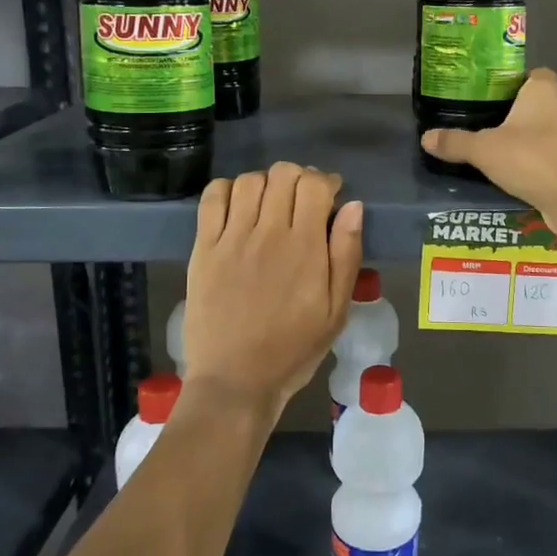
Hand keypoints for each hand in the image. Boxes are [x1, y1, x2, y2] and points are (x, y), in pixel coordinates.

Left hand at [180, 163, 363, 425]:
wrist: (235, 381)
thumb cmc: (293, 349)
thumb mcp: (336, 310)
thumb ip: (346, 254)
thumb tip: (353, 207)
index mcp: (304, 247)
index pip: (313, 184)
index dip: (325, 181)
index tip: (329, 196)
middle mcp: (268, 233)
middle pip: (283, 174)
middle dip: (299, 177)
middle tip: (302, 200)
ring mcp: (231, 239)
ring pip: (249, 180)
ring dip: (266, 182)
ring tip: (271, 203)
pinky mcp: (204, 248)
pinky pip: (212, 198)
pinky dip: (228, 189)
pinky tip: (238, 206)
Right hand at [419, 69, 556, 221]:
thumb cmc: (531, 159)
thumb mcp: (484, 151)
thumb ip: (455, 143)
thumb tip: (425, 138)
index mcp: (543, 89)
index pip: (534, 73)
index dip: (517, 83)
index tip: (496, 98)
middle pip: (547, 97)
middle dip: (528, 108)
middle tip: (500, 123)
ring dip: (540, 134)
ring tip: (511, 149)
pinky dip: (549, 157)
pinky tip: (529, 171)